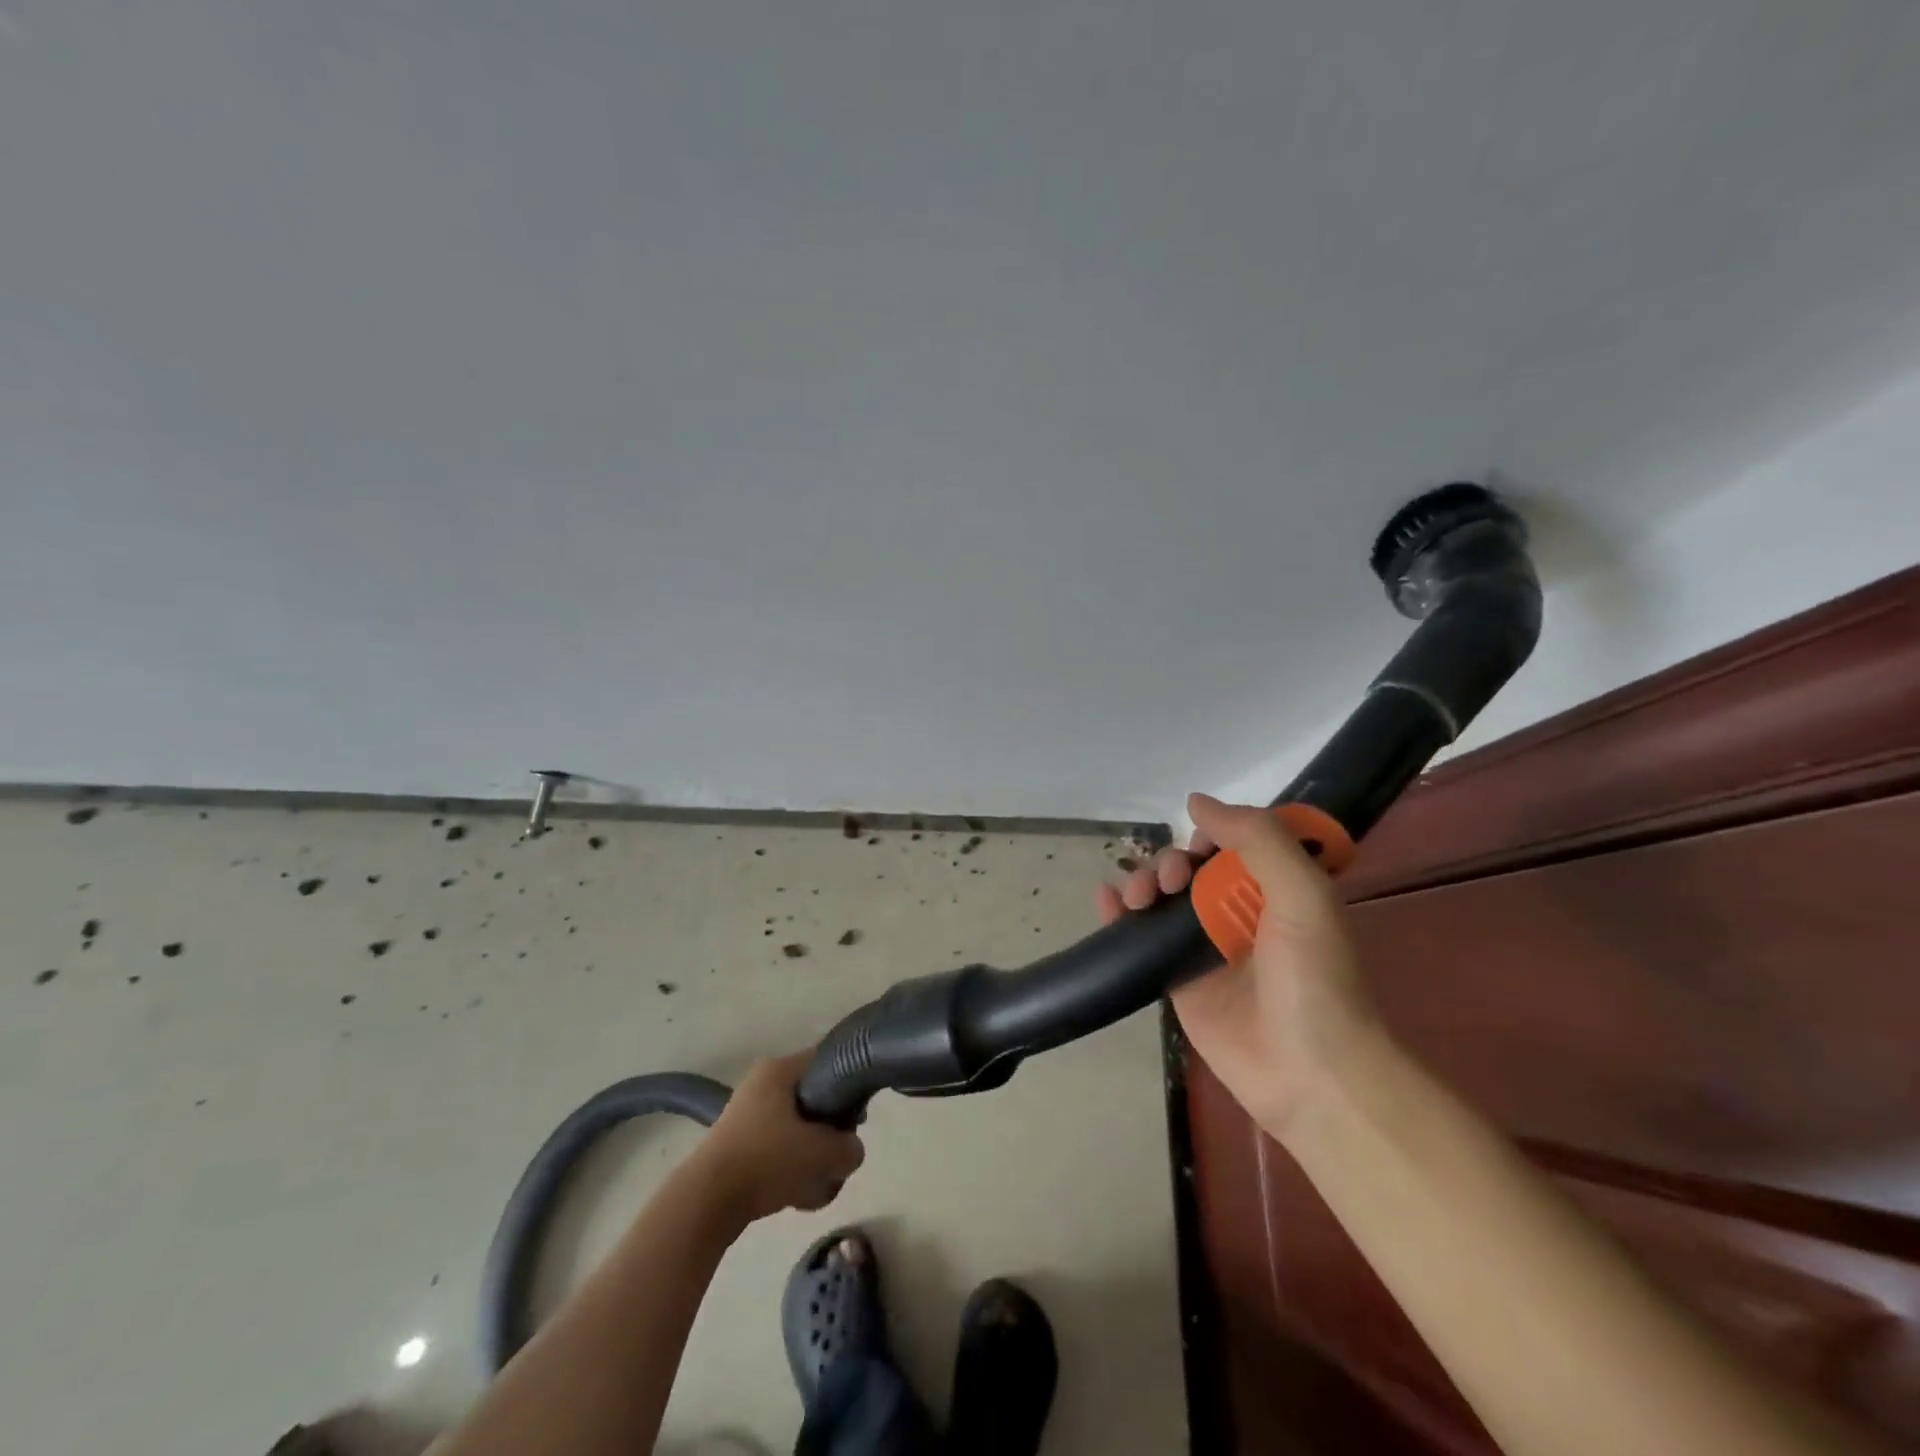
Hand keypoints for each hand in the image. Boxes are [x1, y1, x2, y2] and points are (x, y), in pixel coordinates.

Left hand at [692, 1051, 865, 1224]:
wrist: (707, 1202)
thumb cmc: (767, 1161)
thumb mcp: (824, 1153)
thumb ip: (850, 1148)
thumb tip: (850, 1150)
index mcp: (780, 1069)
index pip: (828, 1061)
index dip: (849, 1087)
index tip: (857, 1118)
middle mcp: (763, 1084)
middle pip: (816, 1103)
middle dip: (829, 1137)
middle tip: (834, 1159)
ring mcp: (748, 1116)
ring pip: (799, 1133)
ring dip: (812, 1162)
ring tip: (815, 1187)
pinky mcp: (740, 1147)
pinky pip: (779, 1154)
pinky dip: (791, 1174)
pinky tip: (796, 1199)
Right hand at [1097, 793, 1382, 1141]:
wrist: (1310, 1075)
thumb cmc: (1315, 979)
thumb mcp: (1303, 894)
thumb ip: (1258, 839)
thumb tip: (1195, 801)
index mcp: (1277, 888)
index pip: (1234, 842)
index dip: (1211, 834)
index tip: (1200, 847)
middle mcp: (1239, 912)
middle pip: (1191, 867)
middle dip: (1171, 862)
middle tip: (1170, 881)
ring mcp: (1205, 946)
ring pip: (1163, 897)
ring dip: (1142, 882)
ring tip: (1137, 896)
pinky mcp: (1178, 979)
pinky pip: (1143, 937)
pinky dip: (1119, 914)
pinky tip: (1106, 902)